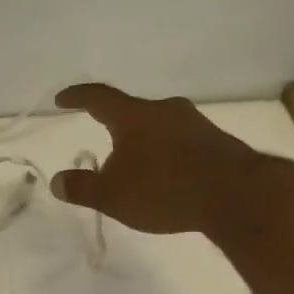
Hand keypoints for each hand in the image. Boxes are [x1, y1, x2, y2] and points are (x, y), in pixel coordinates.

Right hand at [50, 83, 263, 233]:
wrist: (236, 195)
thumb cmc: (164, 190)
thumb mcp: (113, 196)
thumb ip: (83, 188)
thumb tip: (57, 181)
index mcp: (135, 116)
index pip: (98, 98)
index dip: (77, 97)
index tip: (62, 99)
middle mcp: (165, 110)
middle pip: (132, 112)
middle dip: (115, 126)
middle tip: (104, 141)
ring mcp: (195, 124)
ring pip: (159, 127)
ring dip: (143, 142)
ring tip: (136, 166)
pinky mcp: (216, 142)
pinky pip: (181, 142)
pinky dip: (166, 154)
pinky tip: (167, 177)